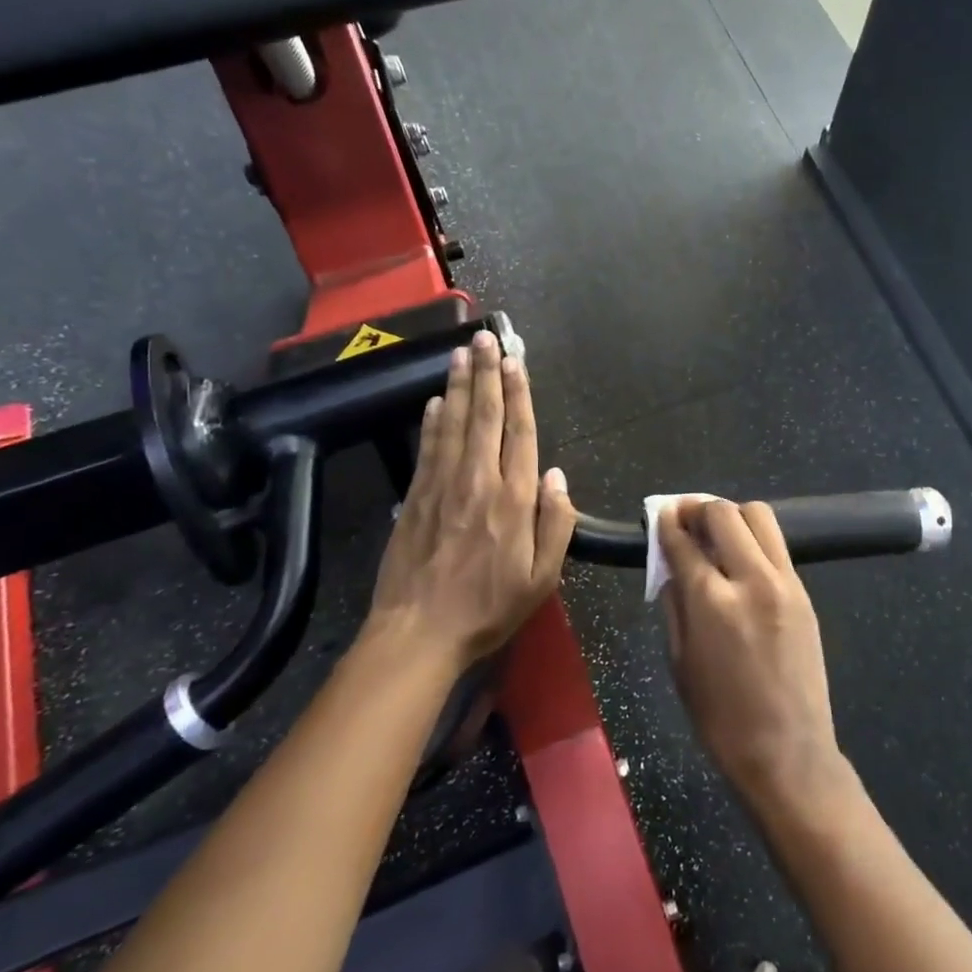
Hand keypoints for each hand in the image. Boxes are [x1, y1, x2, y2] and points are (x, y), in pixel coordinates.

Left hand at [365, 330, 575, 669]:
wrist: (418, 633)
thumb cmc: (488, 609)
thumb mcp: (542, 579)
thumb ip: (556, 524)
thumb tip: (558, 476)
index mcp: (514, 500)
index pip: (520, 433)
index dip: (519, 394)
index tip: (516, 362)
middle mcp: (478, 481)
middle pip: (485, 417)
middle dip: (487, 374)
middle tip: (485, 338)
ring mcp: (442, 486)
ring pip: (454, 424)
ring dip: (459, 386)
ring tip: (461, 353)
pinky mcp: (414, 497)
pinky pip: (427, 448)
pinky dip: (432, 421)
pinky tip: (435, 402)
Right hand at [658, 501, 846, 809]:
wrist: (787, 752)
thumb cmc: (720, 718)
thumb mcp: (679, 663)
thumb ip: (673, 605)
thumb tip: (671, 568)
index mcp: (712, 602)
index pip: (684, 541)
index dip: (667, 523)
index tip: (659, 514)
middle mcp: (751, 580)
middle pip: (725, 514)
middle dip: (698, 508)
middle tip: (685, 518)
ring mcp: (785, 583)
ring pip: (760, 516)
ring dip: (732, 515)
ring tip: (716, 533)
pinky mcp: (804, 592)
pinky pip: (777, 546)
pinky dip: (755, 539)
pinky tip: (741, 559)